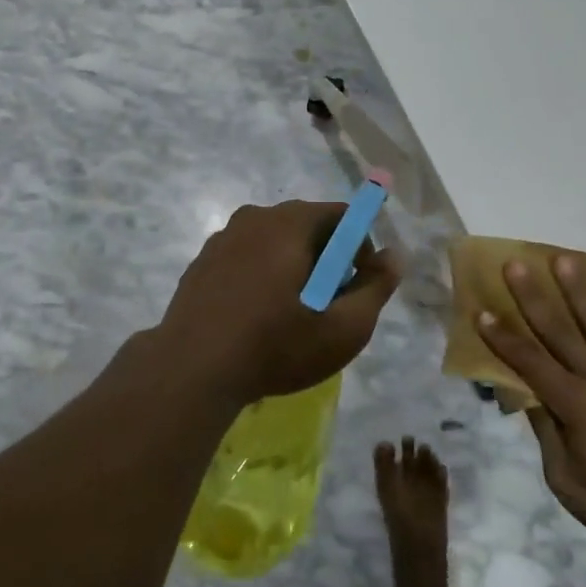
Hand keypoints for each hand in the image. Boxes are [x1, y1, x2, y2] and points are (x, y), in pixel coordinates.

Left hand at [158, 201, 401, 405]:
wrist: (190, 371)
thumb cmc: (274, 346)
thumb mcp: (342, 328)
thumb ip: (376, 288)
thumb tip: (395, 255)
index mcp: (289, 222)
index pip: (341, 215)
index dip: (360, 249)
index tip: (356, 287)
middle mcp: (254, 217)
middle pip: (307, 226)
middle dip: (327, 260)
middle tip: (328, 306)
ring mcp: (223, 238)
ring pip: (275, 243)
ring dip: (293, 269)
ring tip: (292, 316)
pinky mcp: (202, 262)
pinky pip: (246, 258)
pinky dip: (261, 277)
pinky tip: (257, 317)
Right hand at [478, 255, 585, 560]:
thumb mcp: (568, 483)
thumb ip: (547, 435)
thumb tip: (528, 398)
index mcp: (574, 405)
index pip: (529, 363)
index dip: (503, 338)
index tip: (482, 312)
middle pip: (558, 330)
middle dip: (533, 297)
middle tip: (515, 264)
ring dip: (578, 291)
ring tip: (563, 260)